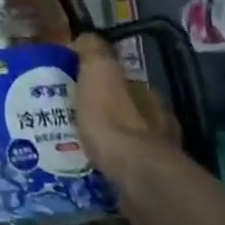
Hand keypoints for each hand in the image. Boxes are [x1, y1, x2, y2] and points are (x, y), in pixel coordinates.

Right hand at [74, 32, 180, 181]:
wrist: (135, 175)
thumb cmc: (114, 118)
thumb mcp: (98, 70)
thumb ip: (93, 50)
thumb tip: (84, 40)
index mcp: (146, 94)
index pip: (121, 80)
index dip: (98, 81)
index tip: (73, 87)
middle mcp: (157, 122)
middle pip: (123, 111)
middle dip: (99, 113)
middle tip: (66, 117)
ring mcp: (155, 157)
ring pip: (122, 142)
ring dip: (102, 142)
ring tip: (68, 145)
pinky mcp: (148, 185)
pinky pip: (120, 169)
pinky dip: (105, 166)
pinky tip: (83, 168)